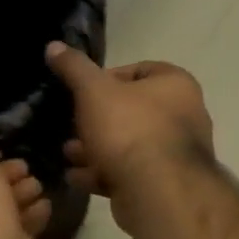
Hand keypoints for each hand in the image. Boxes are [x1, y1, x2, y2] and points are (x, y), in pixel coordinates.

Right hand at [45, 43, 213, 198]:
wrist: (157, 191)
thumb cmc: (129, 129)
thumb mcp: (93, 91)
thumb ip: (74, 68)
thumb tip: (54, 46)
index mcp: (175, 85)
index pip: (140, 70)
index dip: (107, 78)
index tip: (82, 91)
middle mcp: (184, 116)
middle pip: (132, 111)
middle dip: (97, 119)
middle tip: (71, 125)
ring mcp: (176, 154)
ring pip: (128, 145)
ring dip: (96, 149)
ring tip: (68, 153)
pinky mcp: (164, 185)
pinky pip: (130, 173)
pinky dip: (103, 173)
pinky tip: (77, 177)